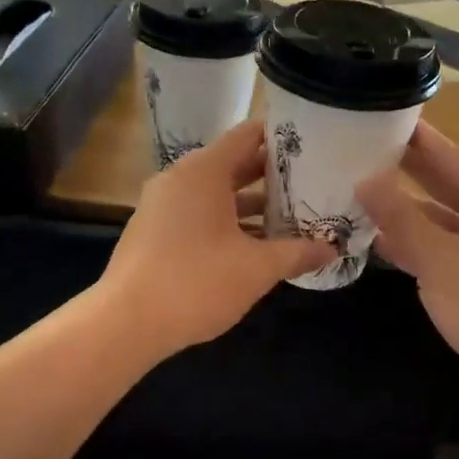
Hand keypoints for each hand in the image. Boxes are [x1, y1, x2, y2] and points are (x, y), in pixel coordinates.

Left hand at [102, 120, 334, 358]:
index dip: (283, 137)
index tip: (315, 145)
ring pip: (216, 193)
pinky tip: (256, 244)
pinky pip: (199, 213)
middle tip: (313, 182)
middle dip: (273, 175)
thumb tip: (332, 250)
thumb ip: (297, 253)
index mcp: (204, 171)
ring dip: (251, 203)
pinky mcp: (155, 231)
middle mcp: (181, 178)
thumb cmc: (196, 282)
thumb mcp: (257, 268)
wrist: (126, 323)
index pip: (249, 135)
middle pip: (234, 163)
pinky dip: (228, 220)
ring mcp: (163, 204)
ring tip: (293, 214)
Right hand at [357, 124, 458, 409]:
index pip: (449, 154)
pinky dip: (421, 244)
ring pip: (446, 219)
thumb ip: (399, 216)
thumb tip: (365, 179)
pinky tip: (383, 241)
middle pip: (448, 183)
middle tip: (359, 152)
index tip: (377, 116)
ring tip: (360, 195)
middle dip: (405, 172)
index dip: (411, 137)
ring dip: (408, 213)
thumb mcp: (438, 258)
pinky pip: (450, 247)